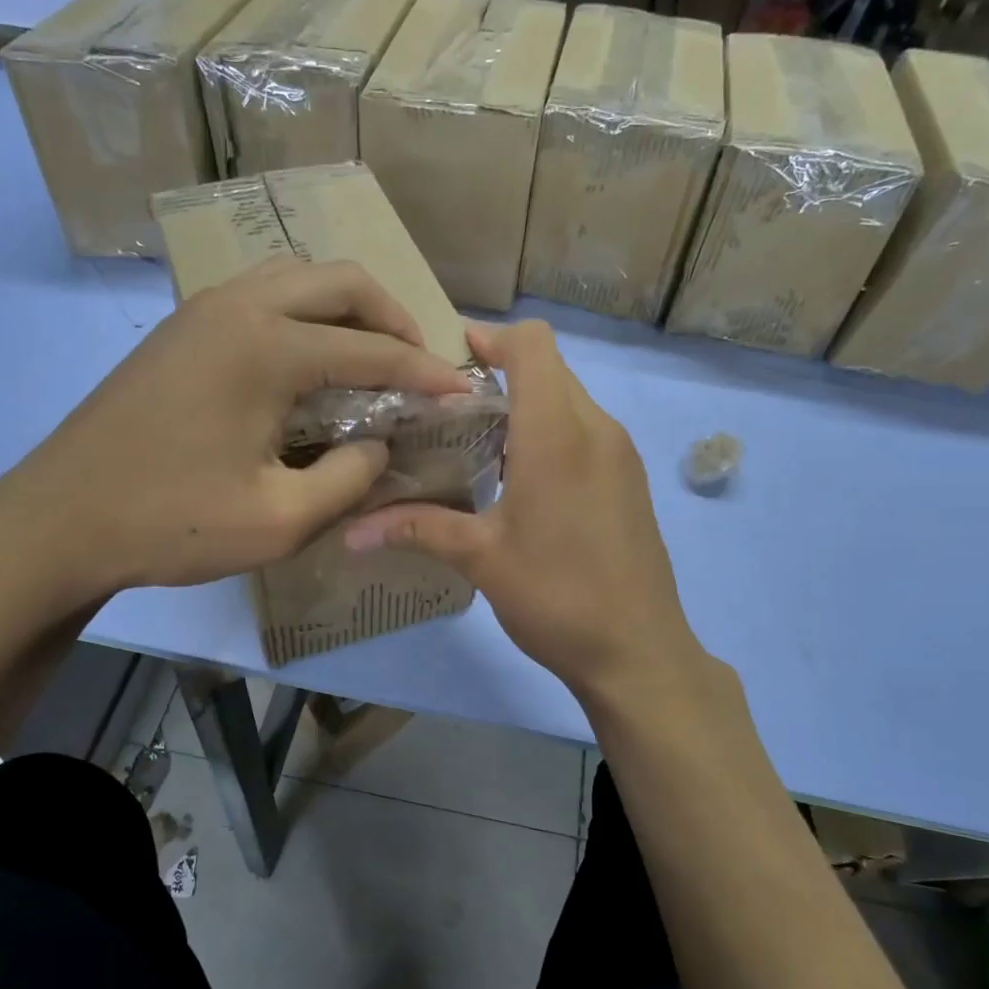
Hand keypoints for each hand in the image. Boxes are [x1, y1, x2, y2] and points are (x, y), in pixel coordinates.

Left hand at [0, 258, 470, 620]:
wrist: (58, 520)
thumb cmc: (171, 523)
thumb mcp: (281, 520)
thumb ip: (350, 478)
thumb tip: (380, 444)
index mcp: (265, 346)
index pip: (372, 348)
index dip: (426, 372)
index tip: (463, 390)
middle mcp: (237, 306)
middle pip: (340, 281)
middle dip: (393, 317)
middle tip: (419, 363)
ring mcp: (202, 310)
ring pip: (298, 278)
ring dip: (347, 309)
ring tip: (373, 356)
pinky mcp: (181, 329)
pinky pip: (263, 296)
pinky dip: (306, 316)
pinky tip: (312, 363)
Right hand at [344, 321, 701, 701]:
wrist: (638, 652)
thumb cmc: (557, 597)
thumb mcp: (481, 559)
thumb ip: (416, 529)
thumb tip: (350, 531)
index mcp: (558, 435)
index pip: (532, 344)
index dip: (491, 336)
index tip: (449, 357)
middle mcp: (596, 429)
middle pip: (549, 367)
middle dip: (499, 370)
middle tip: (447, 405)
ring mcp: (620, 454)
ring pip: (569, 398)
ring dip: (525, 403)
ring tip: (475, 440)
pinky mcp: (628, 479)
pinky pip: (585, 430)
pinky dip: (550, 430)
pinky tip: (518, 476)